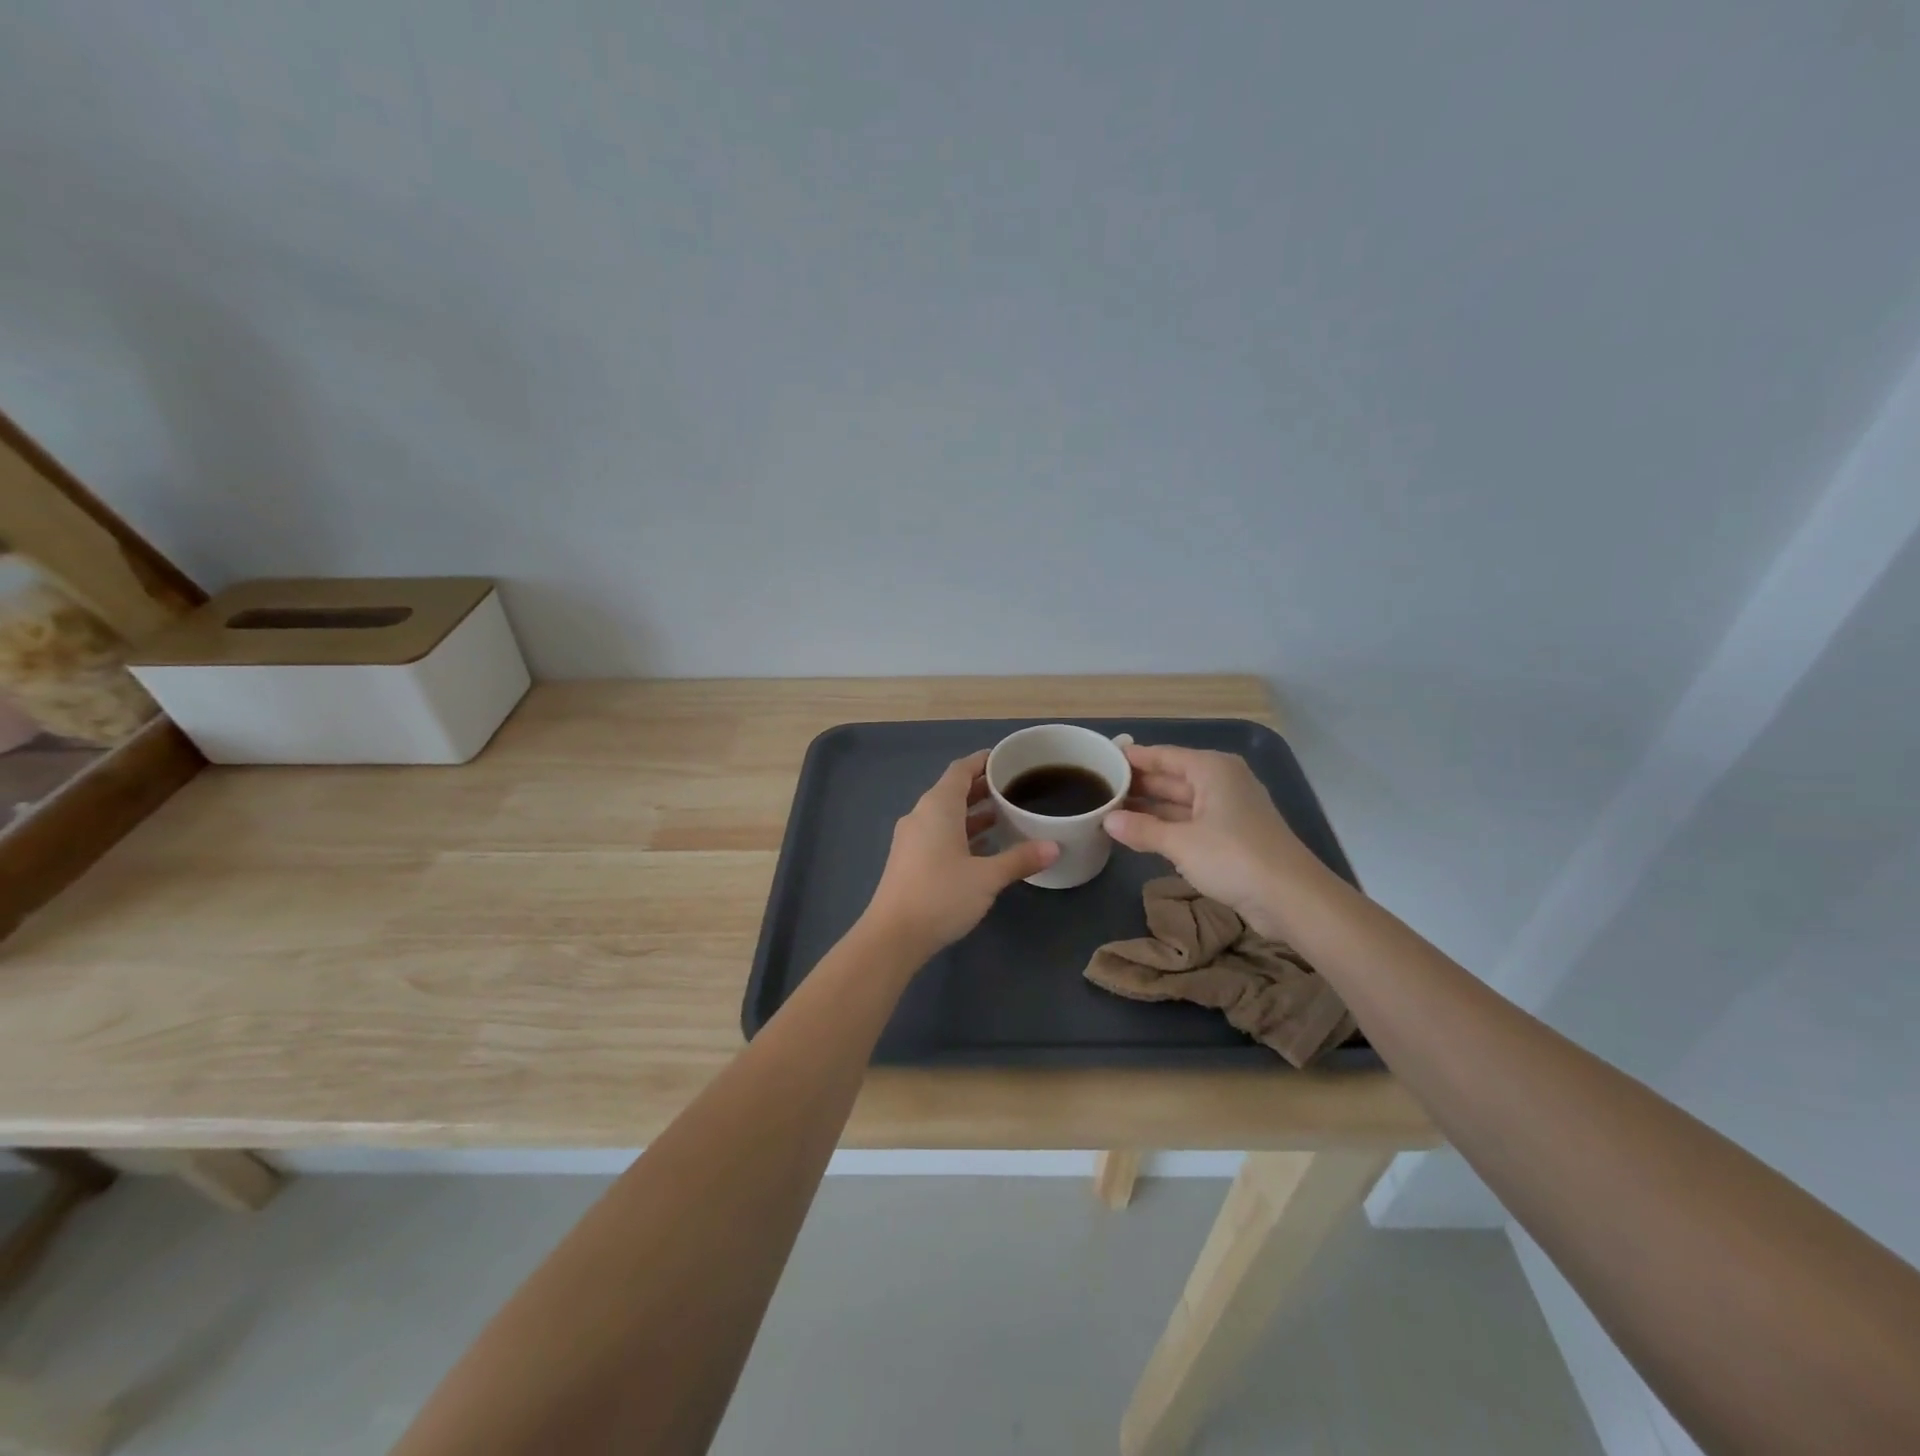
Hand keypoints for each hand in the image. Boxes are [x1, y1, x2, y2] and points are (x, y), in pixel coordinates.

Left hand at [863, 751, 1059, 955]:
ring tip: (1006, 816)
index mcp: (938, 806)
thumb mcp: (987, 877)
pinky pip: (939, 834)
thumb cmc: (941, 895)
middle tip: (1015, 788)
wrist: (893, 936)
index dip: (982, 761)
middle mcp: (921, 815)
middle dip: (982, 788)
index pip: (961, 770)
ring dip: (973, 813)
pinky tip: (984, 848)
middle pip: (953, 791)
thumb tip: (1054, 847)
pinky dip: (961, 833)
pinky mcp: (910, 860)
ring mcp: (912, 838)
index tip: (1007, 759)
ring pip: (946, 815)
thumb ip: (1020, 859)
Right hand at [1104, 744, 1320, 940]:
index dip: (1133, 757)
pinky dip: (1167, 826)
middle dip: (1139, 784)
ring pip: (1180, 801)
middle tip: (1100, 788)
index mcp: (1212, 769)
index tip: (1103, 758)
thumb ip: (1142, 829)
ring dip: (1150, 808)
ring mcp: (1229, 809)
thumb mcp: (1181, 843)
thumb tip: (1107, 820)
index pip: (1164, 755)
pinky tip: (1141, 833)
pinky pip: (1190, 822)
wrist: (1291, 897)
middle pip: (1172, 776)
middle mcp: (1221, 781)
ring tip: (1111, 810)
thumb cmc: (1233, 857)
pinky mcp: (1232, 836)